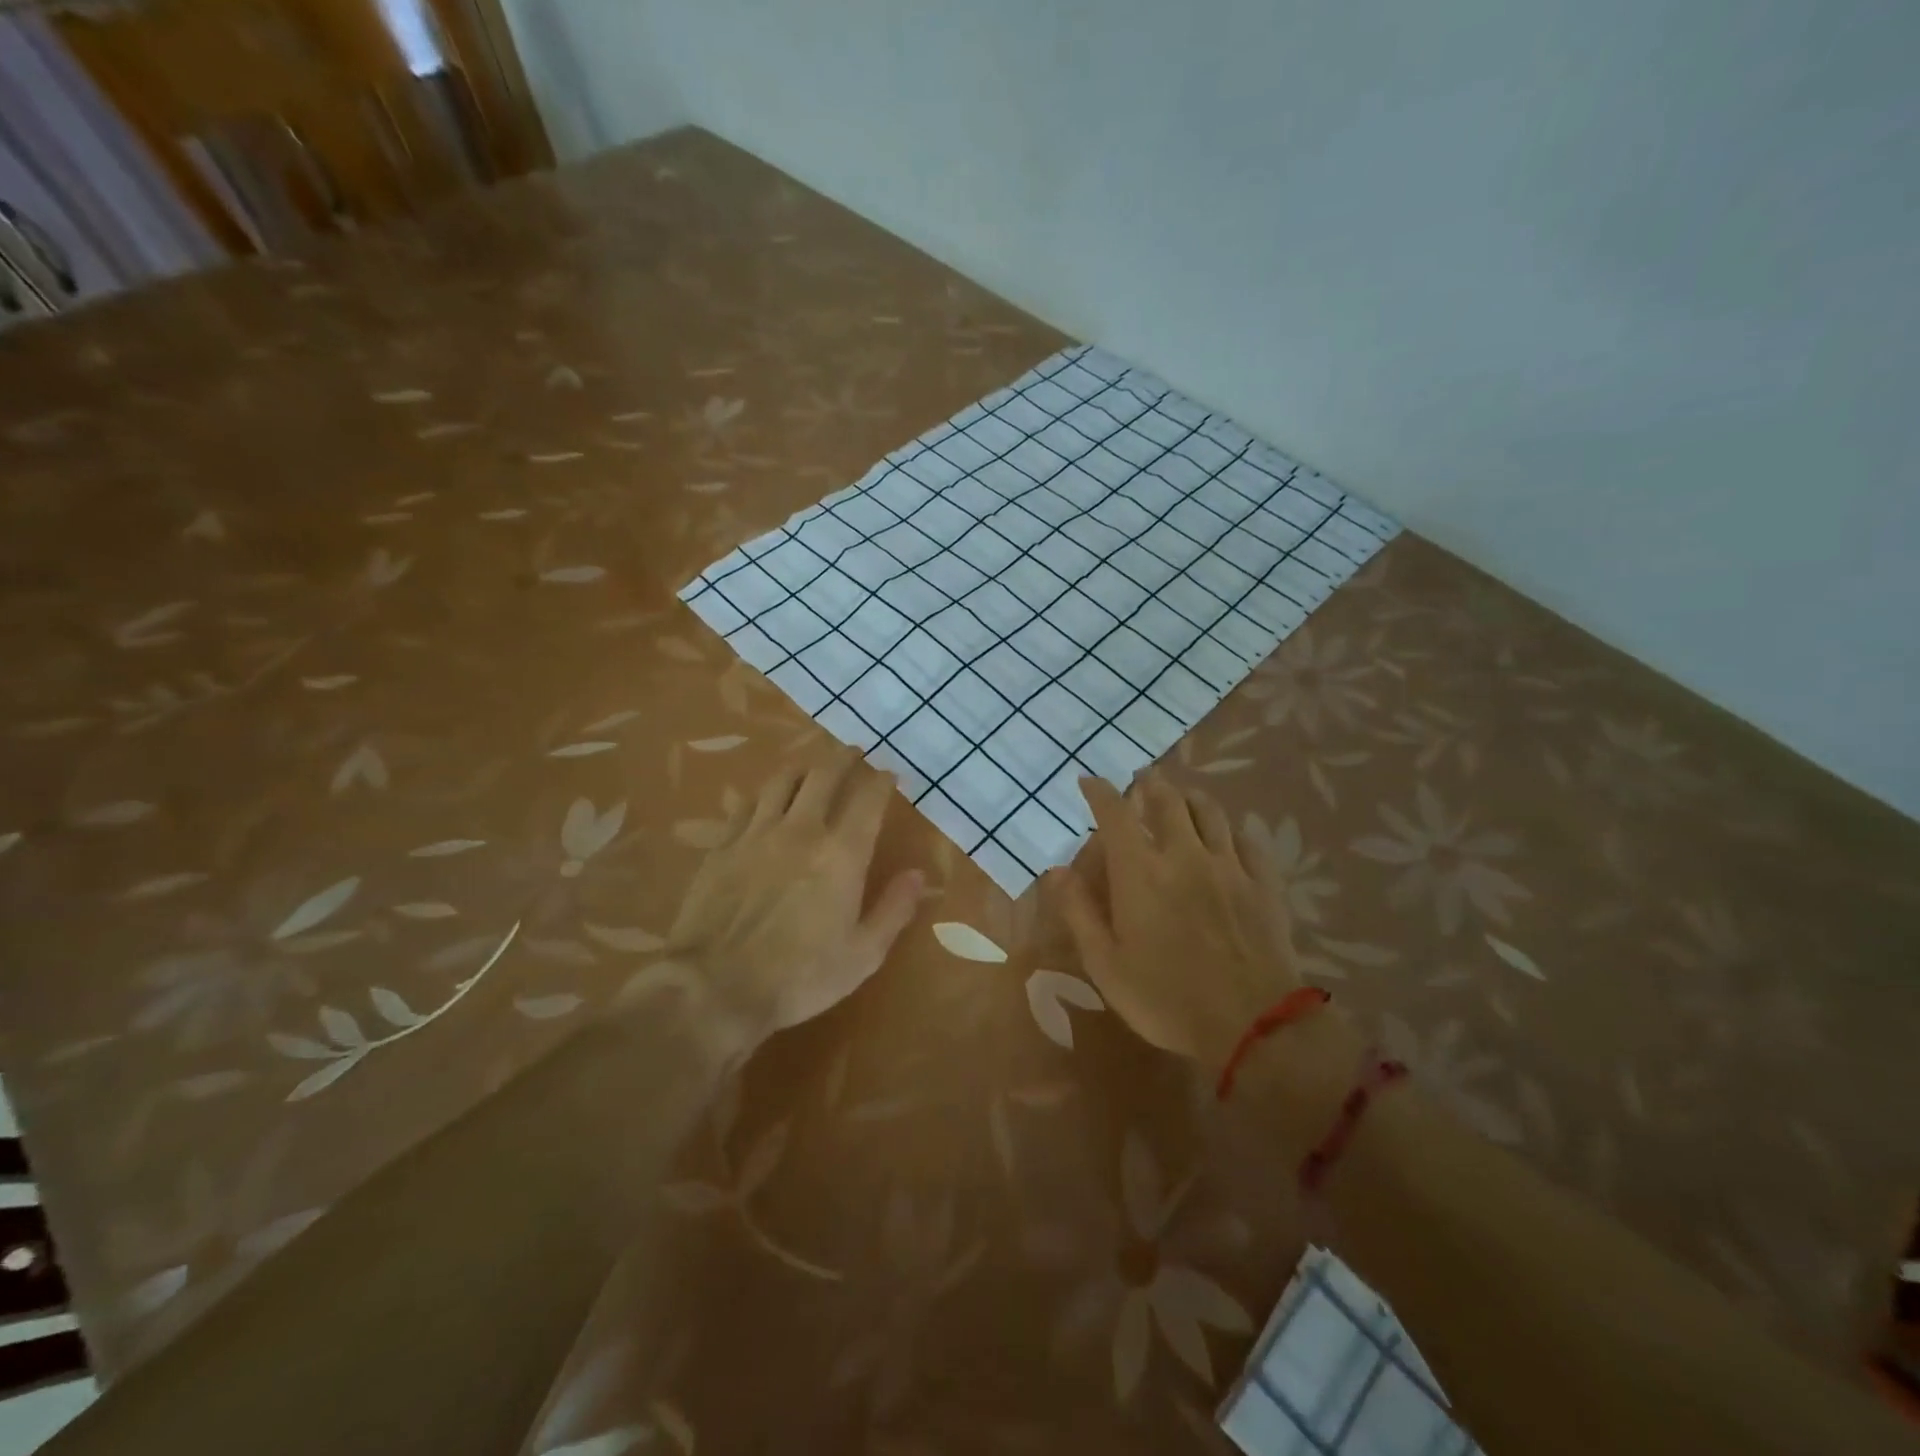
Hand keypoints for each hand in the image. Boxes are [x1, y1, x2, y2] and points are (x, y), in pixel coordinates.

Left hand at [660, 750, 923, 1052]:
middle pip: (823, 776)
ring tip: (811, 766)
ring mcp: (756, 834)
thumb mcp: (863, 954)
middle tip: (853, 753)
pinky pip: (746, 804)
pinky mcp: (722, 846)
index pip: (868, 800)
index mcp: (841, 854)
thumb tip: (917, 873)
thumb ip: (894, 909)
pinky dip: (763, 794)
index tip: (889, 775)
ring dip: (803, 767)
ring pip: (782, 781)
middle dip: (843, 759)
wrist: (714, 987)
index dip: (881, 781)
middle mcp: (801, 830)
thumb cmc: (799, 977)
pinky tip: (765, 798)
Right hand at [1053, 771, 1299, 1066]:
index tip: (1089, 780)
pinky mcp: (1262, 883)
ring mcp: (1228, 866)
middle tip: (1141, 779)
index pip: (1115, 814)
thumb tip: (1057, 870)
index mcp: (1140, 872)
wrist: (1252, 1023)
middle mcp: (1184, 855)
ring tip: (1181, 796)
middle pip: (1167, 800)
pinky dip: (1231, 830)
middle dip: (1150, 784)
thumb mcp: (1106, 964)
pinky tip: (1228, 836)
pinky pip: (1247, 841)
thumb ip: (1079, 912)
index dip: (1100, 791)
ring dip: (1190, 797)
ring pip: (1210, 811)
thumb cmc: (1166, 998)